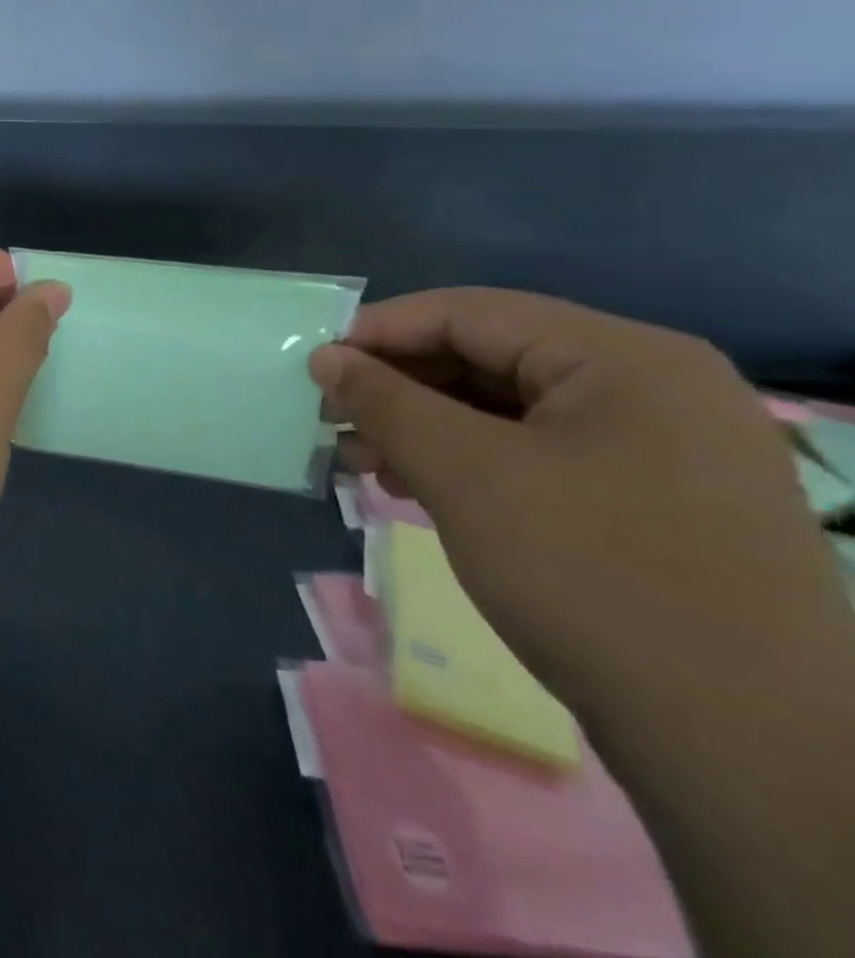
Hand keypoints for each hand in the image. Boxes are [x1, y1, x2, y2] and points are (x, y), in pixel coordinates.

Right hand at [308, 289, 852, 727]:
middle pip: (491, 356)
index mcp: (626, 358)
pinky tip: (418, 486)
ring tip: (365, 460)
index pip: (470, 312)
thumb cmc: (590, 576)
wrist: (744, 748)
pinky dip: (470, 461)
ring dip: (426, 426)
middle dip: (401, 386)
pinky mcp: (655, 502)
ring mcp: (664, 448)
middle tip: (335, 420)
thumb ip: (384, 400)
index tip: (315, 365)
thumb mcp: (463, 473)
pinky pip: (539, 453)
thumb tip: (326, 356)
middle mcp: (655, 387)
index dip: (380, 331)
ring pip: (510, 409)